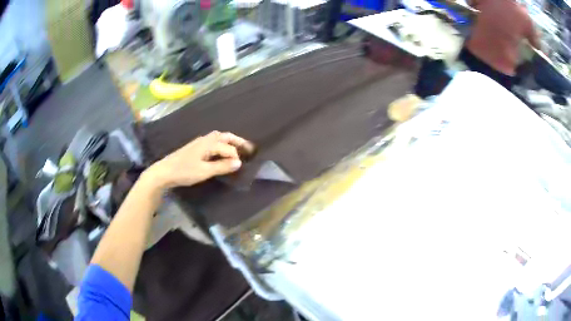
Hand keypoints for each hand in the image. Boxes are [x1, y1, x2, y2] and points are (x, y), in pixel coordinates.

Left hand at [146, 131, 245, 188]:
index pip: (228, 148)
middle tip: (248, 147)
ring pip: (218, 138)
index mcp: (208, 144)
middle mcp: (205, 140)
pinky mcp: (195, 148)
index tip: (241, 166)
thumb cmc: (184, 171)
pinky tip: (220, 152)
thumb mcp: (204, 171)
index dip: (236, 156)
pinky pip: (212, 141)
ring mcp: (199, 143)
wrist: (164, 171)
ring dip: (228, 141)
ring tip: (237, 148)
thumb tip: (239, 162)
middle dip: (237, 141)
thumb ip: (222, 166)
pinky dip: (221, 144)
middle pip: (224, 136)